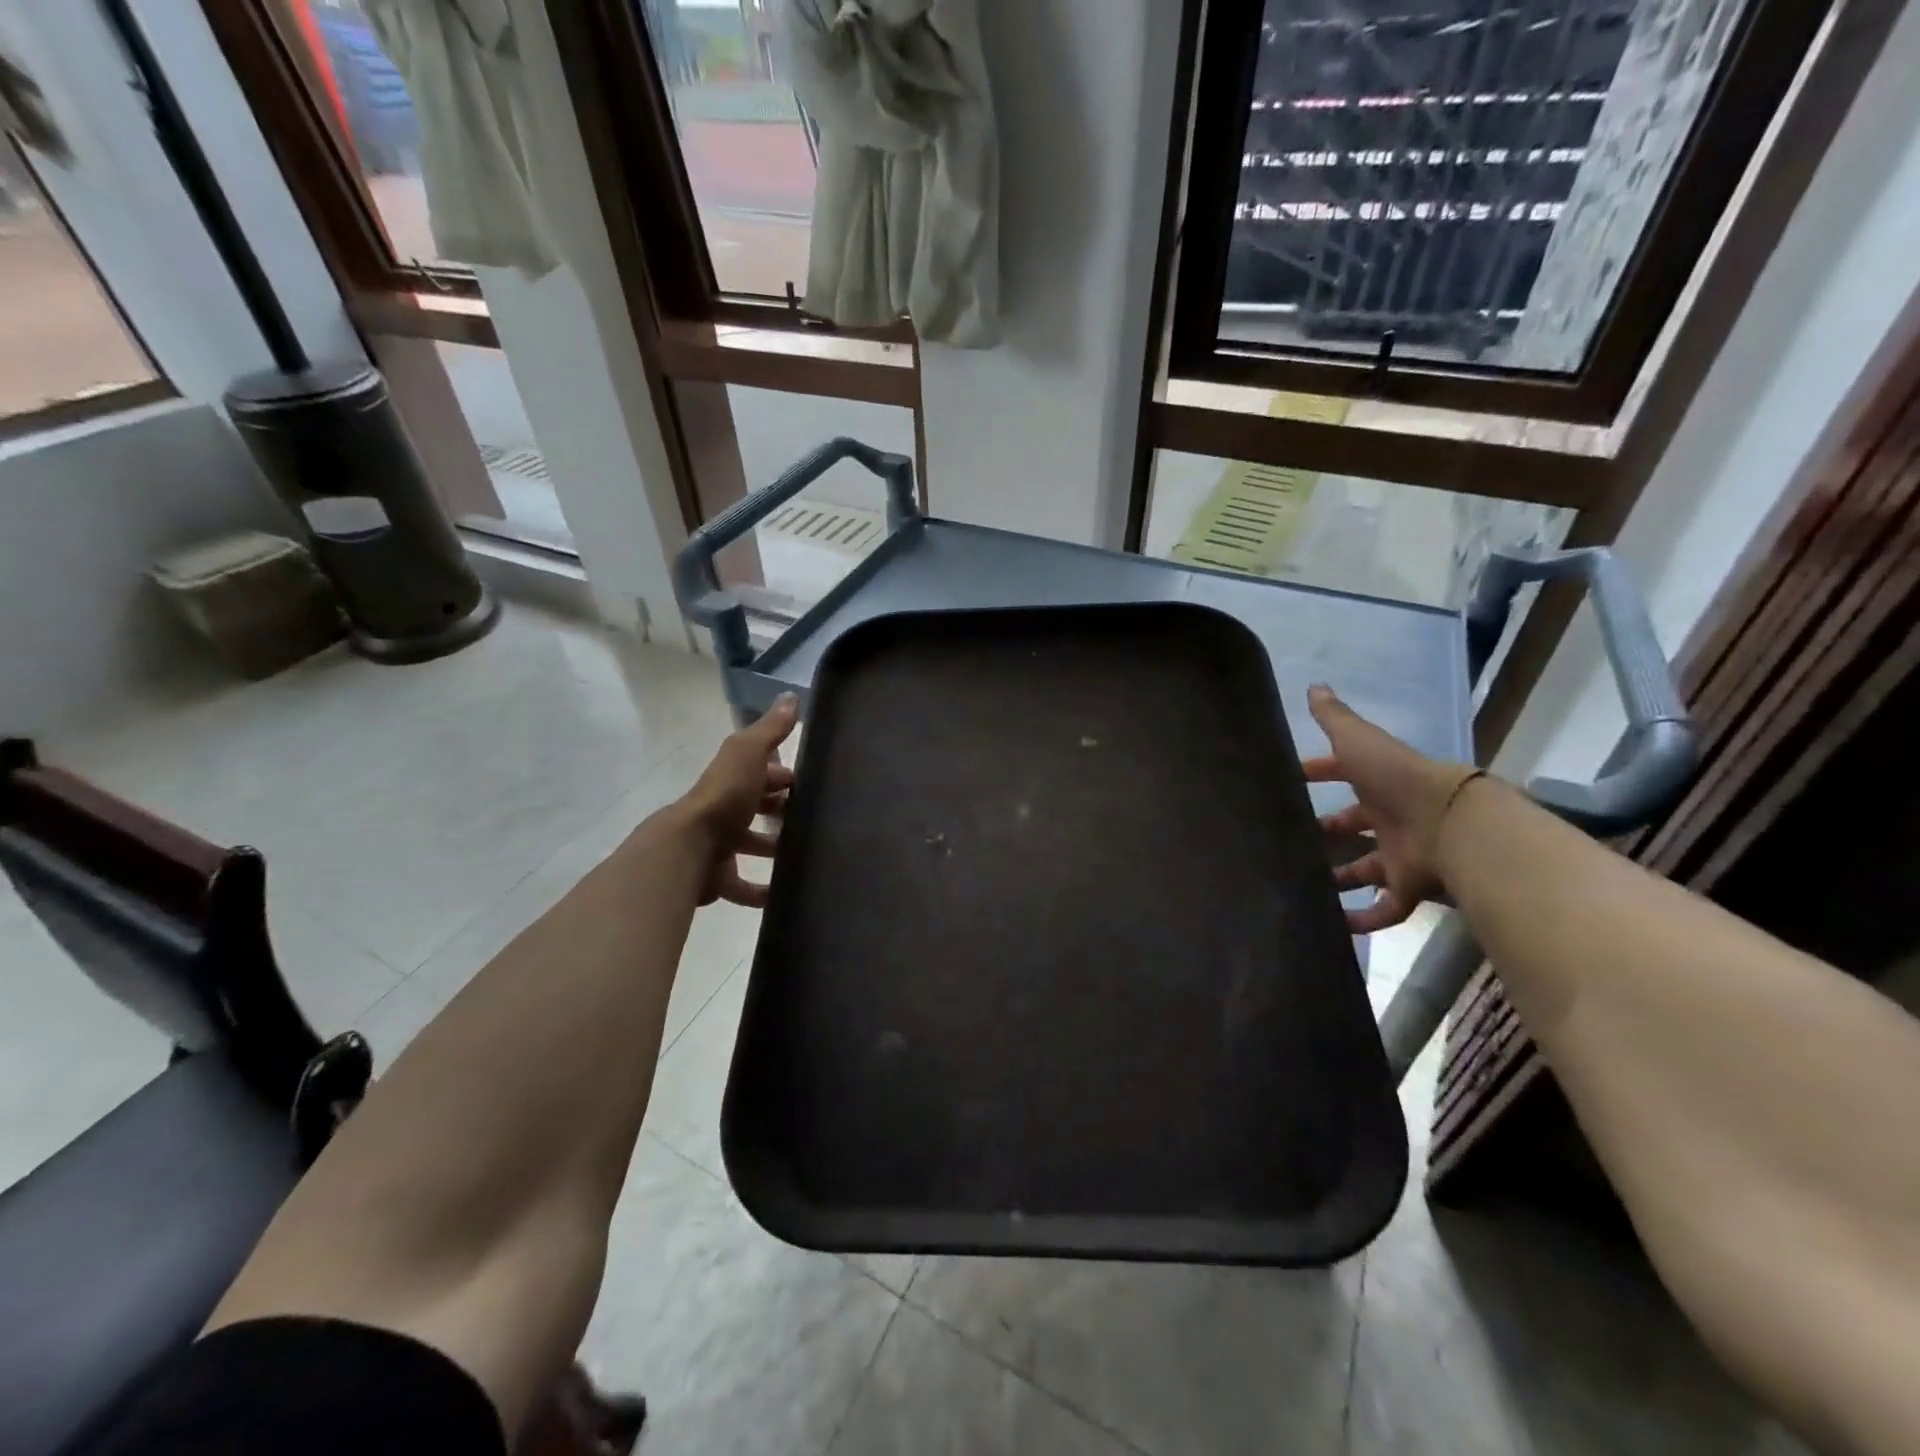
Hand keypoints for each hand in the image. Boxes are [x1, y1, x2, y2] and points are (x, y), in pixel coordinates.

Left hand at [681, 695, 798, 908]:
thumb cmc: (724, 797)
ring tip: (808, 856)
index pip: (763, 774)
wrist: (689, 847)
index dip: (785, 776)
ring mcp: (719, 846)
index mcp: (732, 780)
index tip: (813, 784)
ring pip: (751, 846)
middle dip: (781, 811)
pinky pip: (743, 887)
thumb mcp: (748, 754)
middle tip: (816, 820)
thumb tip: (790, 696)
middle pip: (757, 808)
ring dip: (774, 849)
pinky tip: (784, 896)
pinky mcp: (718, 878)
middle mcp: (725, 810)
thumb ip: (770, 729)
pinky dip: (762, 892)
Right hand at [1301, 684, 1480, 933]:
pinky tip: (1333, 926)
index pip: (1341, 775)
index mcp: (1377, 783)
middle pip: (1351, 827)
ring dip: (1338, 878)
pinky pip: (1384, 908)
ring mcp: (1399, 855)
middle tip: (1289, 841)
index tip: (1287, 782)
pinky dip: (1362, 919)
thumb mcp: (1358, 741)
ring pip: (1363, 869)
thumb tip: (1314, 686)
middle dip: (1325, 833)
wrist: (1449, 821)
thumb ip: (1335, 719)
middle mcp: (1389, 819)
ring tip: (1301, 885)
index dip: (1316, 774)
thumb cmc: (1396, 778)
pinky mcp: (1409, 887)